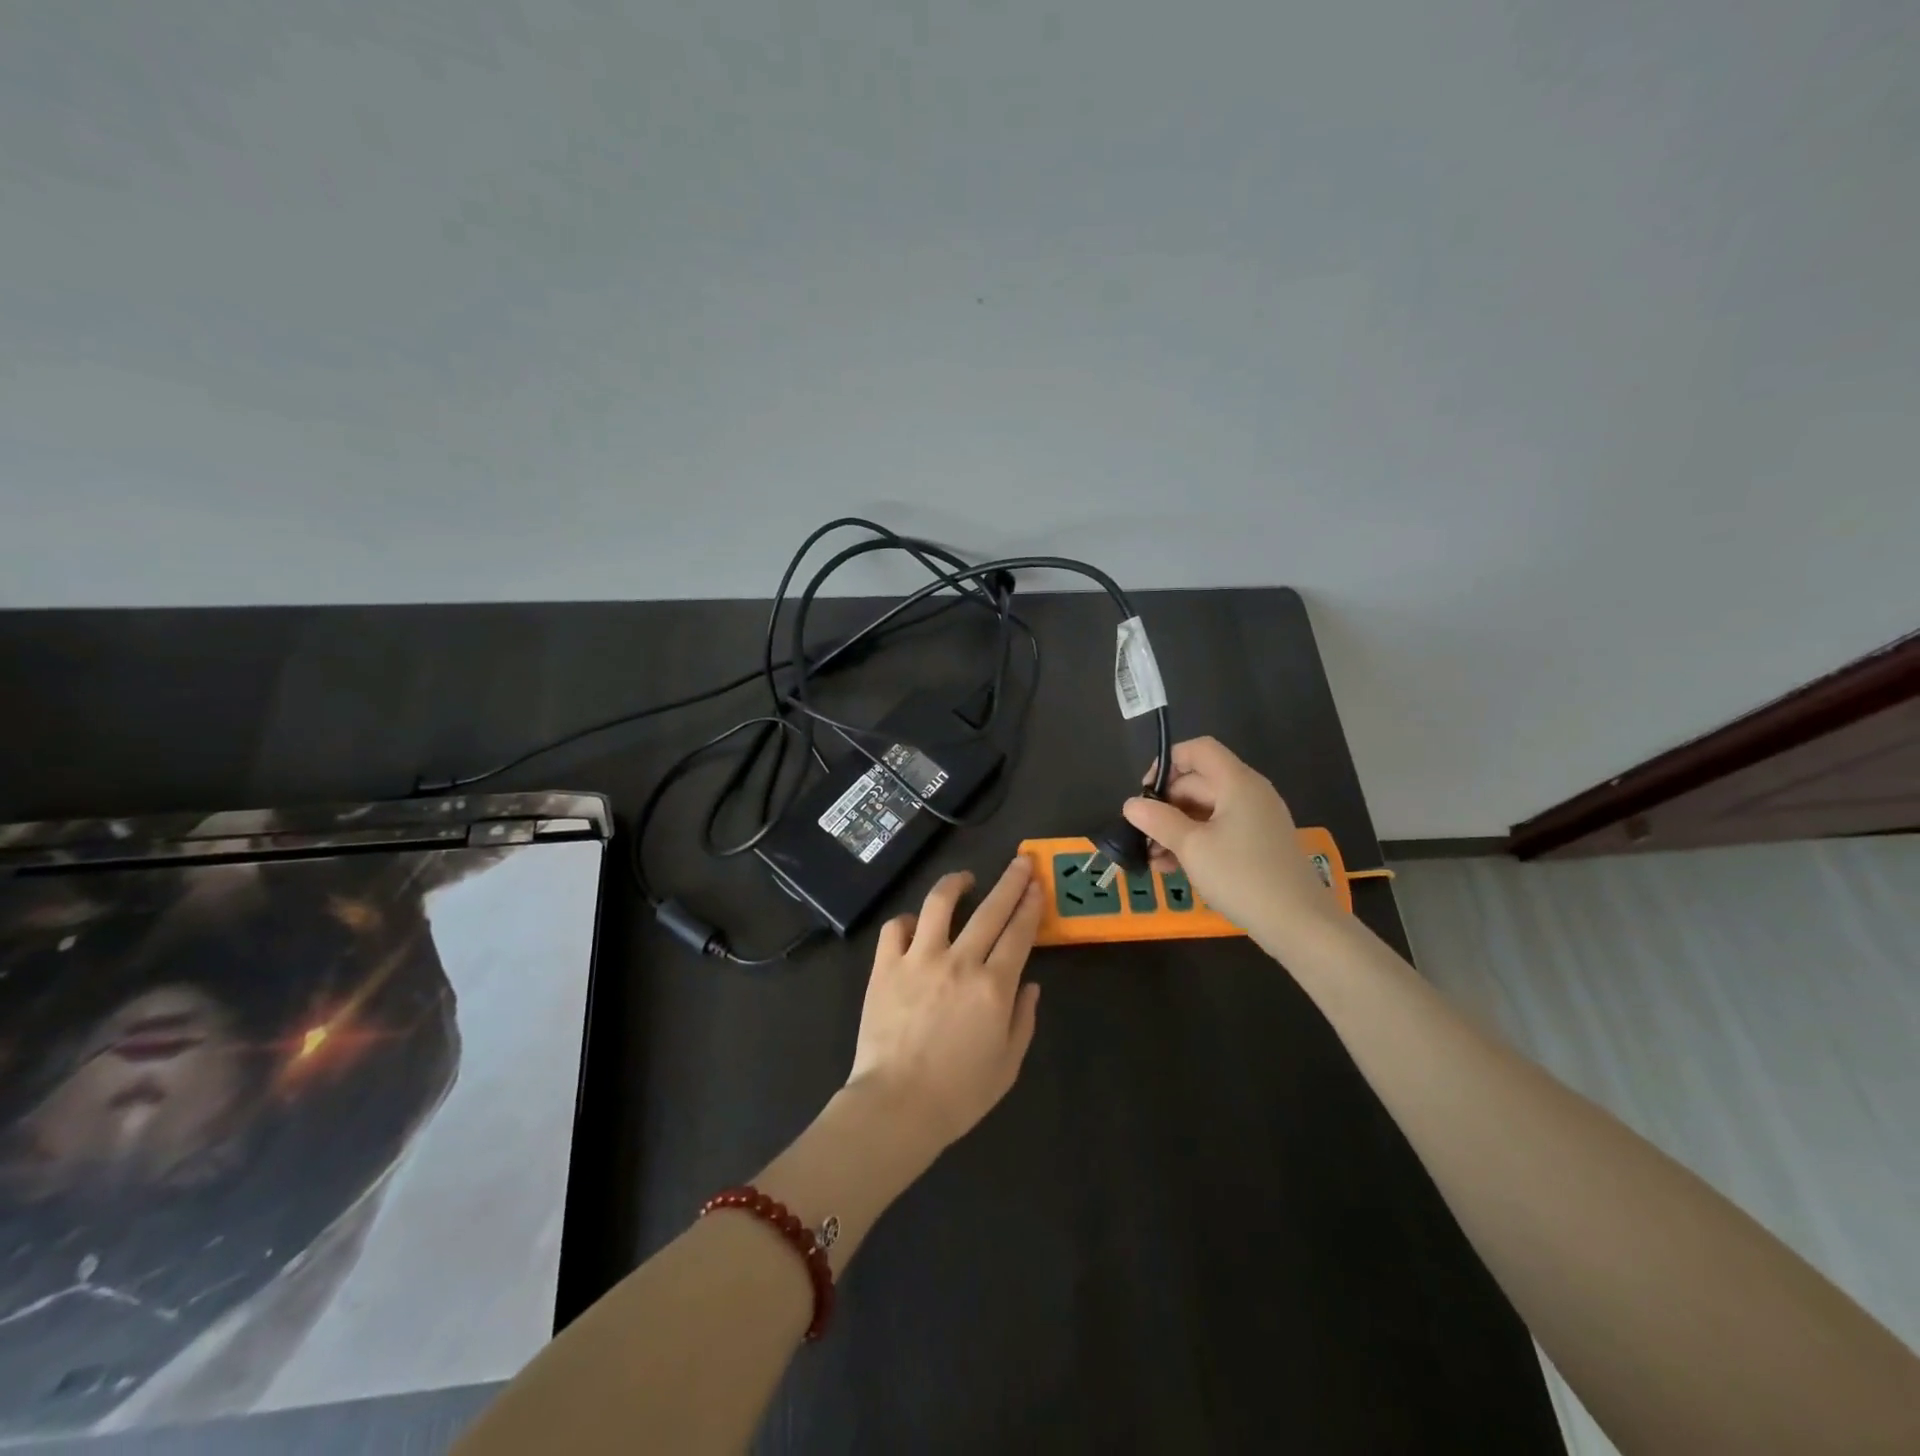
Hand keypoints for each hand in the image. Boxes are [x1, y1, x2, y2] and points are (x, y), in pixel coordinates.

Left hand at [845, 857, 1044, 1153]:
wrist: (896, 1106)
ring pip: (939, 904)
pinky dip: (907, 921)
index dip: (1030, 905)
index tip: (1037, 885)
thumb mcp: (1007, 1065)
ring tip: (965, 879)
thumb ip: (1023, 1019)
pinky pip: (895, 928)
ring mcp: (919, 959)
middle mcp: (960, 962)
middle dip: (1010, 881)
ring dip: (955, 884)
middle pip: (990, 909)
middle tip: (1020, 863)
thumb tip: (1030, 984)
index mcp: (994, 986)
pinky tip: (915, 924)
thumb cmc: (959, 1094)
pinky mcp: (885, 966)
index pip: (1018, 933)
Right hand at [1122, 736, 1342, 956]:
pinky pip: (1219, 831)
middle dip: (1165, 806)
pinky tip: (1173, 867)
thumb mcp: (1192, 847)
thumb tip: (1131, 805)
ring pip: (1205, 811)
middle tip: (1142, 835)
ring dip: (1175, 829)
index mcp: (1237, 783)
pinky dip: (1195, 842)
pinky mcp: (1258, 844)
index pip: (1198, 750)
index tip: (1145, 793)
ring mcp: (1256, 820)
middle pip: (1198, 782)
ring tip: (1152, 859)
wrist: (1299, 924)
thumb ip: (1158, 821)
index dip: (1168, 763)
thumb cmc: (1242, 876)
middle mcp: (1249, 793)